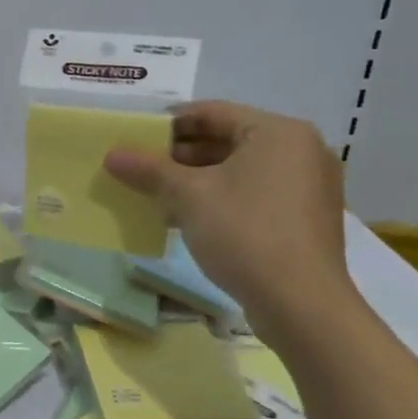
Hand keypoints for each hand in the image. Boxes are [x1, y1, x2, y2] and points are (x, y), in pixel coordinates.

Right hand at [103, 100, 355, 331]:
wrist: (301, 305)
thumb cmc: (245, 232)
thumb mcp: (188, 196)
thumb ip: (148, 169)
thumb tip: (111, 155)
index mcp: (278, 132)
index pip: (211, 113)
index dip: (167, 123)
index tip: (132, 137)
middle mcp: (299, 151)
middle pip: (225, 140)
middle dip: (178, 155)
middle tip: (138, 167)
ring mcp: (306, 187)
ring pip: (237, 170)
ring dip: (193, 180)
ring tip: (152, 193)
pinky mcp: (302, 219)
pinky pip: (252, 194)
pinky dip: (217, 199)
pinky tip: (182, 217)